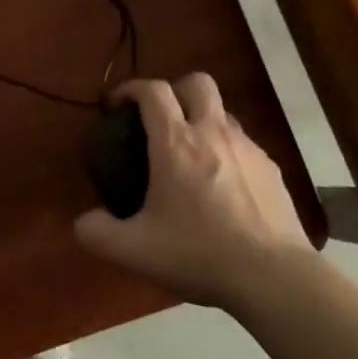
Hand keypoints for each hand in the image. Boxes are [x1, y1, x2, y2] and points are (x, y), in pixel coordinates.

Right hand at [74, 73, 315, 307]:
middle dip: (174, 90)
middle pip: (197, 83)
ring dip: (202, 120)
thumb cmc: (199, 253)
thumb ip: (98, 233)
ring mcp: (248, 148)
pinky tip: (222, 187)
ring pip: (223, 112)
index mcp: (176, 143)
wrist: (273, 276)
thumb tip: (84, 222)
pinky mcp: (272, 169)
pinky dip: (226, 151)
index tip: (117, 105)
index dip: (131, 88)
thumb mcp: (134, 251)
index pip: (153, 91)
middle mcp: (214, 133)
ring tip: (190, 156)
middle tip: (159, 120)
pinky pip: (243, 144)